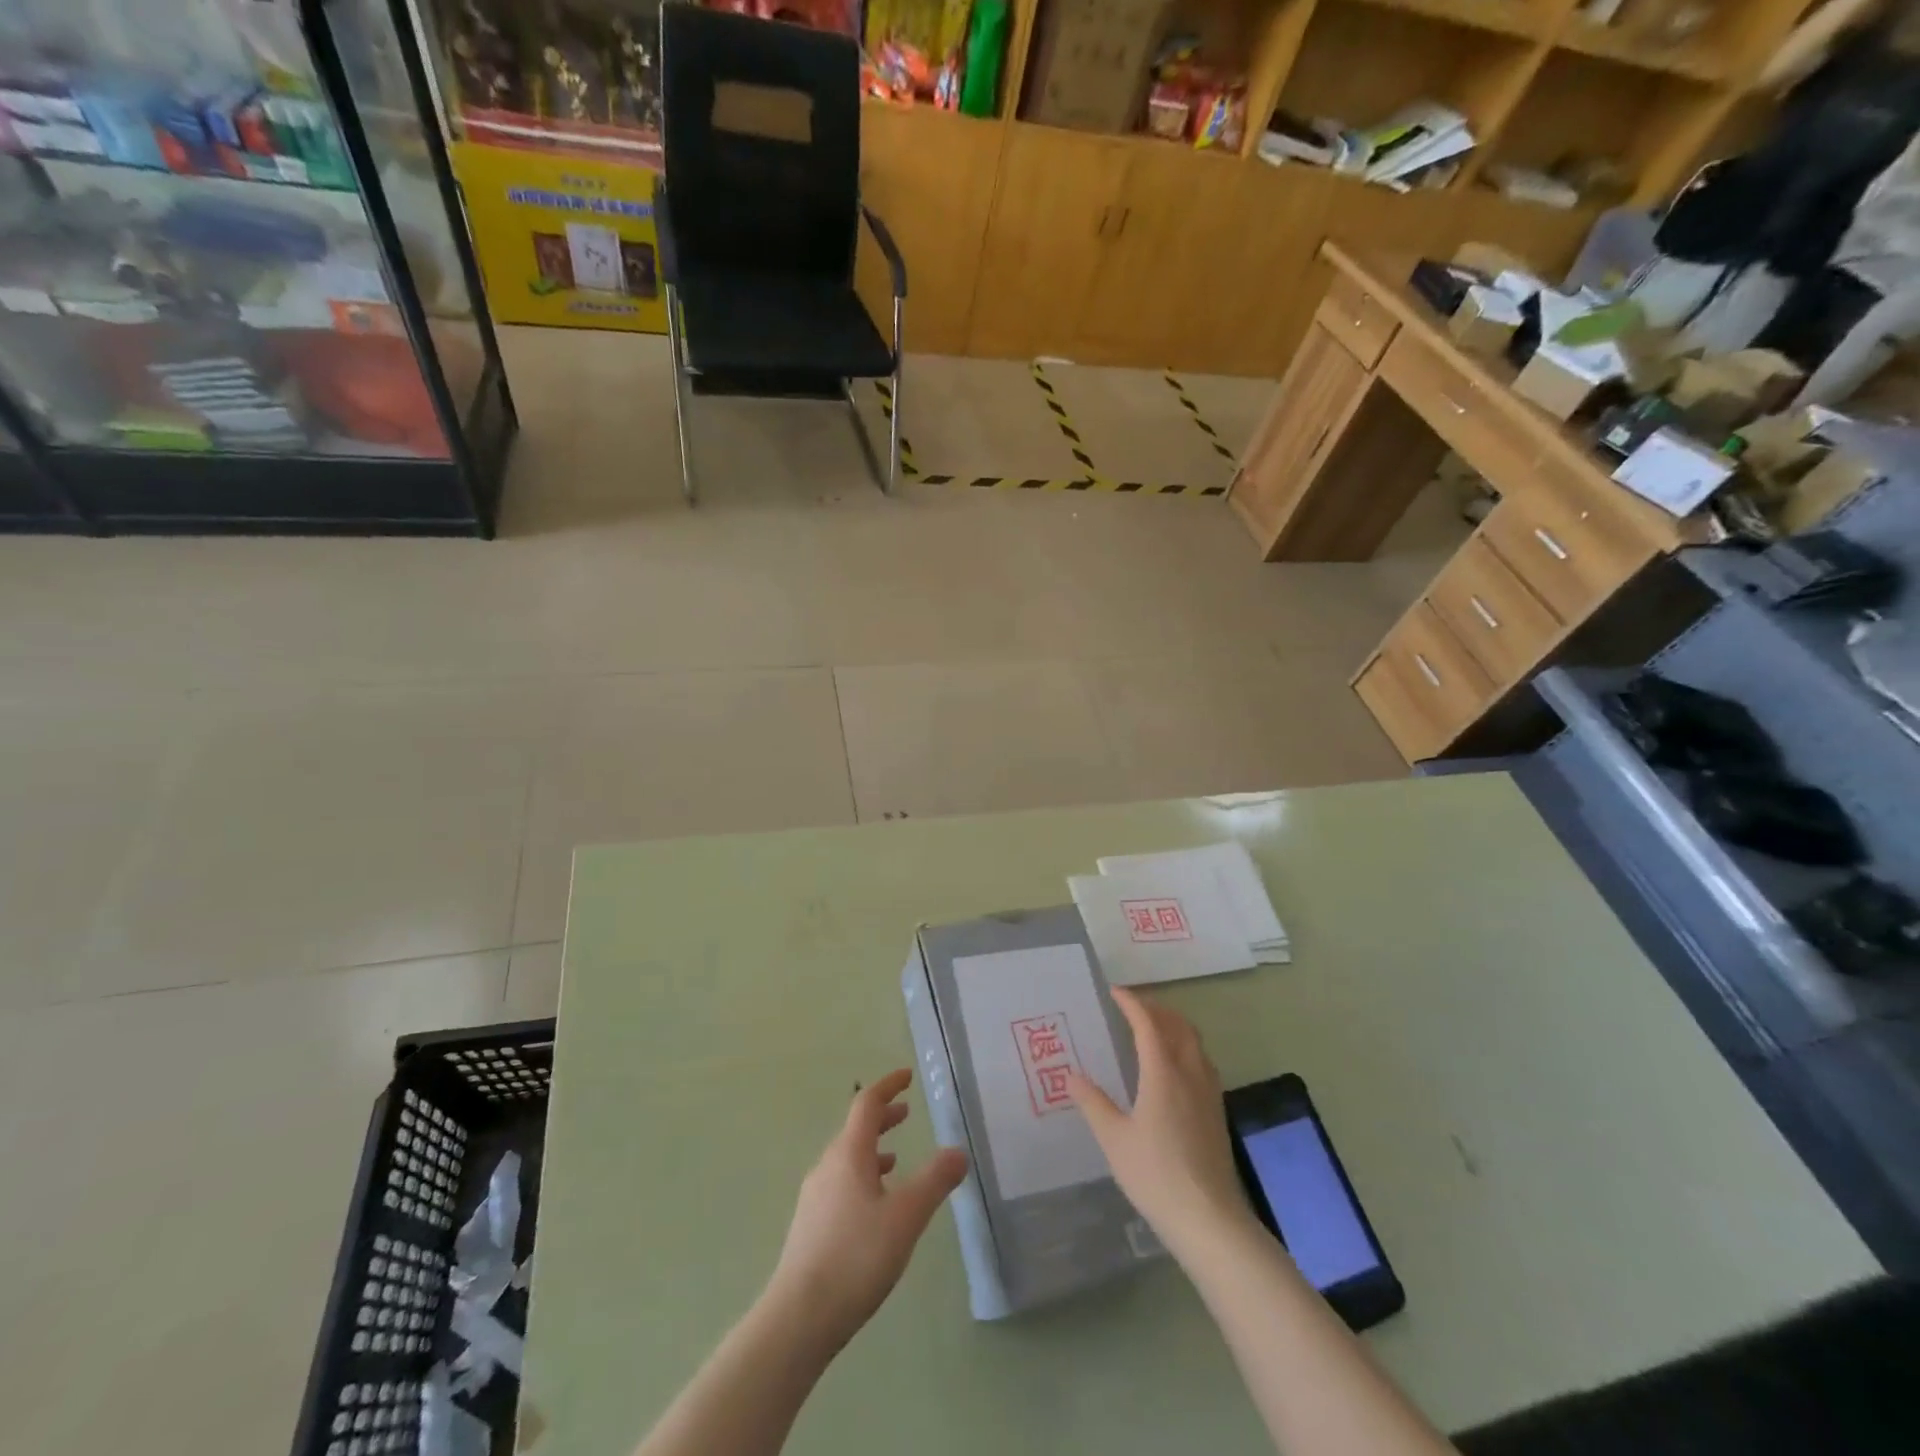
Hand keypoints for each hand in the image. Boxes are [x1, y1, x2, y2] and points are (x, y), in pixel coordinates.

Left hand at [766, 1069, 967, 1351]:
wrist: (797, 1319)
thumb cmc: (855, 1258)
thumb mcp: (905, 1217)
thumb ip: (934, 1181)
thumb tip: (959, 1151)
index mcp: (848, 1154)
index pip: (867, 1104)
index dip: (888, 1086)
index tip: (907, 1076)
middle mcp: (827, 1167)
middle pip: (855, 1130)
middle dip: (882, 1118)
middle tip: (906, 1114)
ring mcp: (814, 1197)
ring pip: (846, 1159)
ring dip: (872, 1149)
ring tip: (895, 1159)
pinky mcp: (810, 1226)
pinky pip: (840, 1184)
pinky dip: (862, 1177)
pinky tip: (873, 1207)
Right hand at [1069, 988, 1255, 1254]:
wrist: (1209, 1219)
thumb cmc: (1155, 1175)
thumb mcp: (1114, 1139)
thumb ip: (1093, 1103)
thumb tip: (1072, 1076)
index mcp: (1163, 1072)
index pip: (1148, 1023)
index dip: (1132, 1003)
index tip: (1114, 992)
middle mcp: (1190, 1073)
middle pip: (1178, 1025)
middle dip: (1156, 1009)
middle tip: (1132, 1007)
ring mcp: (1208, 1092)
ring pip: (1194, 1042)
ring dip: (1174, 1026)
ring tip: (1152, 1029)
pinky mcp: (1216, 1111)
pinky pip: (1202, 1062)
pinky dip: (1185, 1047)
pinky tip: (1173, 1068)